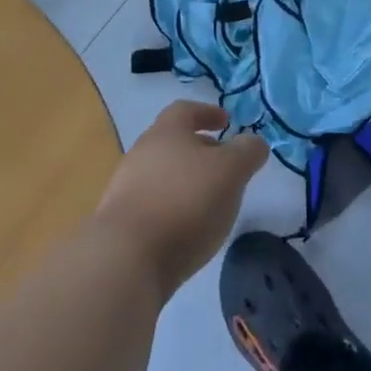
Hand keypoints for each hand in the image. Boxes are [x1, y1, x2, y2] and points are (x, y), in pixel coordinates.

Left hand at [93, 101, 267, 299]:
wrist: (124, 260)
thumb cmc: (185, 201)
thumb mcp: (231, 171)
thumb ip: (247, 152)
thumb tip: (253, 141)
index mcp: (166, 132)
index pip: (186, 110)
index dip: (208, 113)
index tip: (227, 122)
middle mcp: (140, 153)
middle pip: (172, 143)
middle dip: (199, 151)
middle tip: (224, 167)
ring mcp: (124, 190)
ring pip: (161, 175)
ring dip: (185, 182)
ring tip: (209, 203)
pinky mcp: (118, 225)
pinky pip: (151, 205)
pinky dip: (171, 209)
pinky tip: (185, 230)